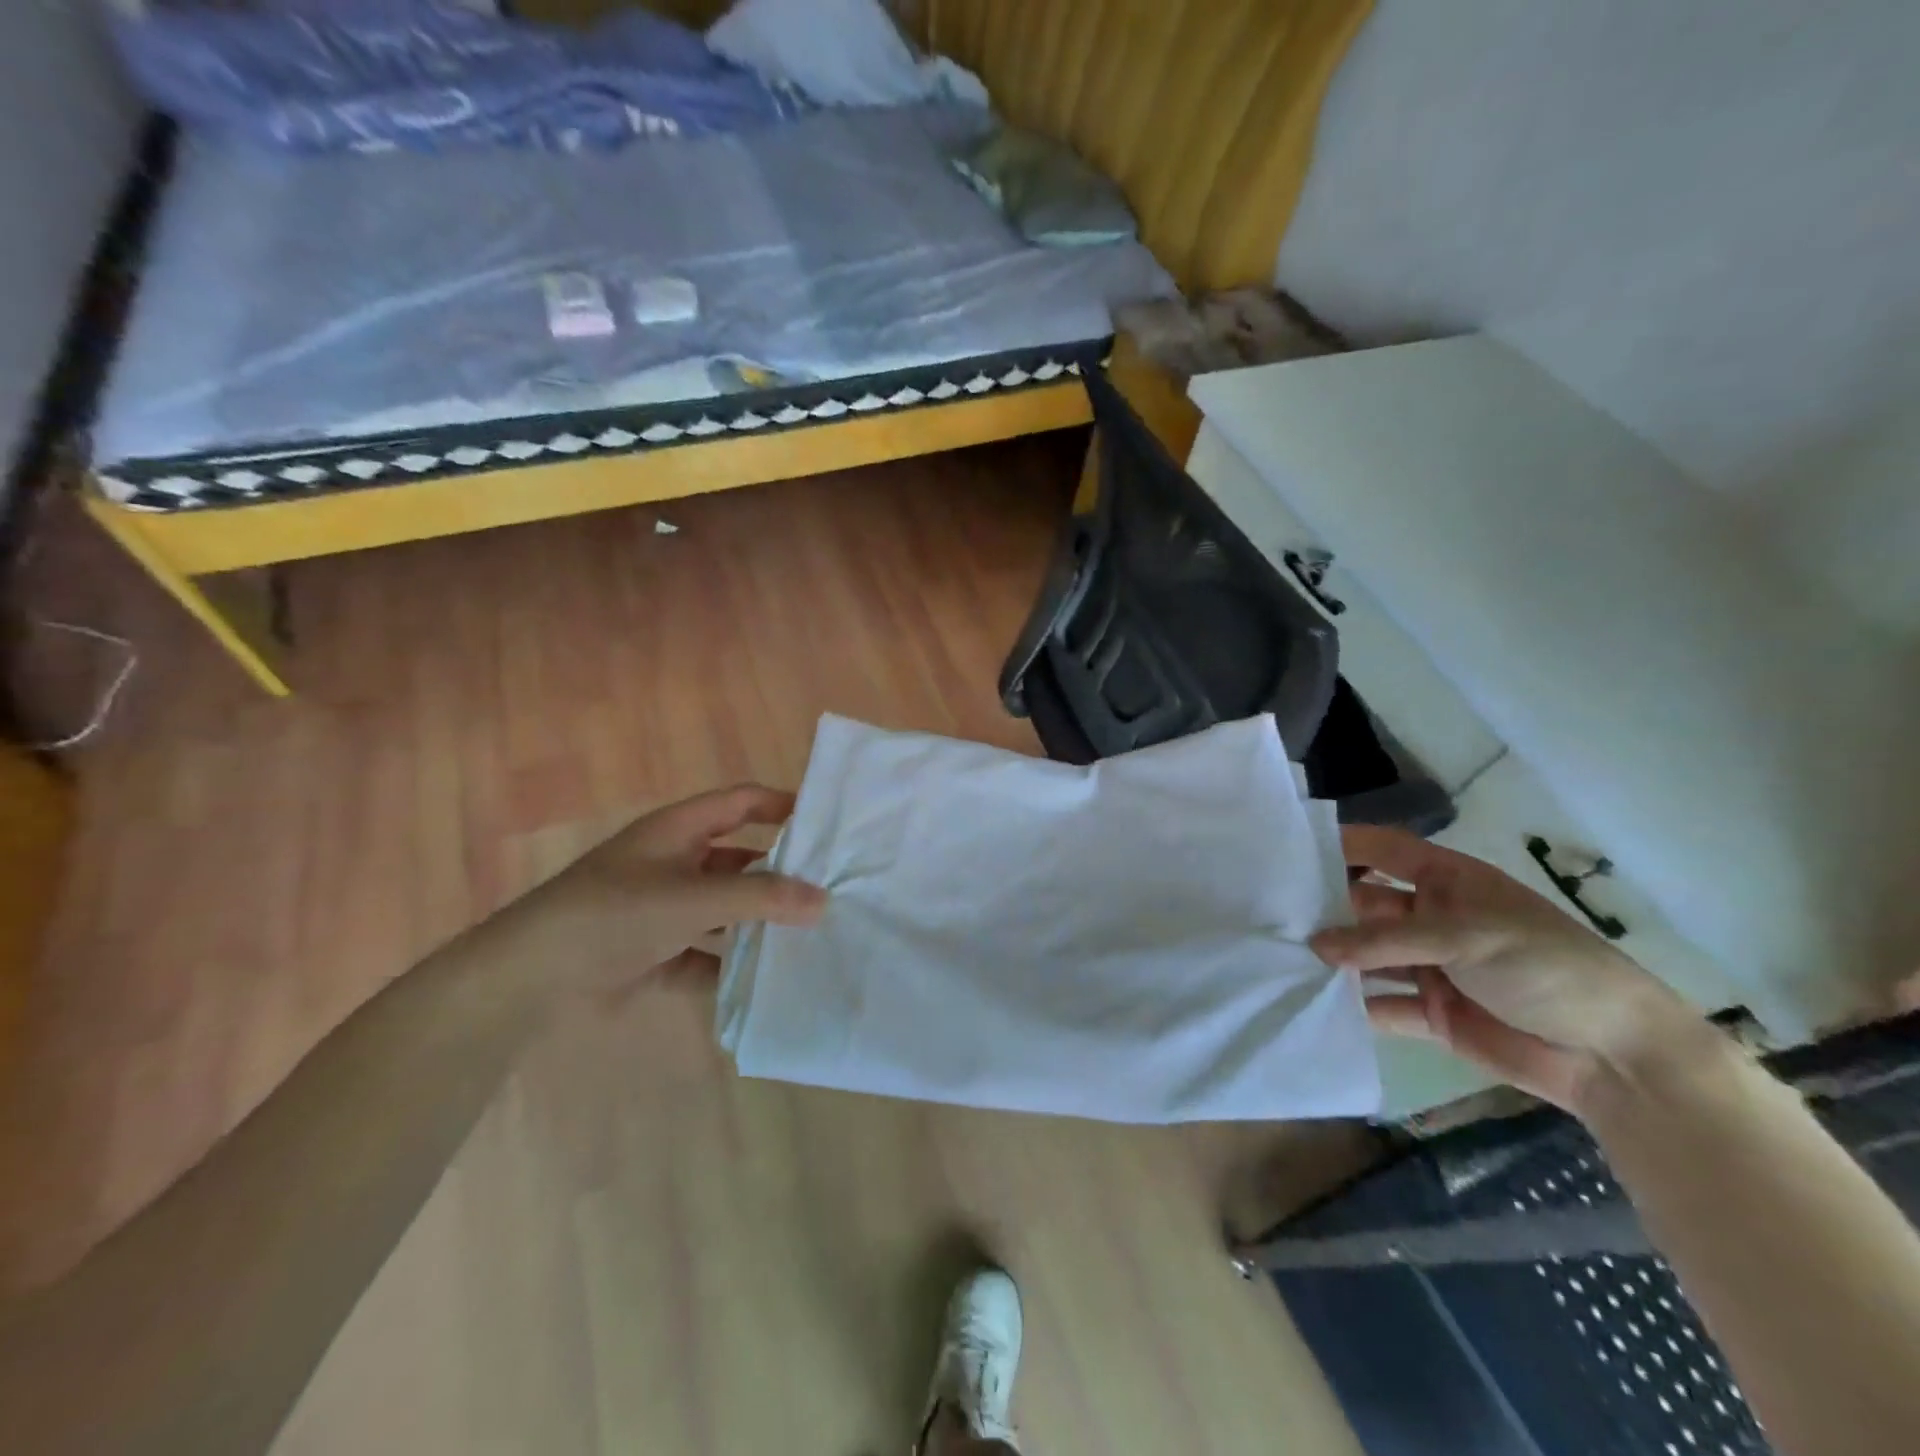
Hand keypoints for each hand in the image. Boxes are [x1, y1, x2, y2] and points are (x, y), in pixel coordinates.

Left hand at [517, 784, 826, 994]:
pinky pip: (705, 954)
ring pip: (724, 910)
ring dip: (757, 922)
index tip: (825, 823)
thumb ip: (761, 898)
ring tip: (808, 934)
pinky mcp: (654, 953)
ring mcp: (663, 910)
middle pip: (738, 859)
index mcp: (677, 831)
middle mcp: (673, 864)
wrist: (530, 978)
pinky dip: (728, 965)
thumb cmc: (614, 914)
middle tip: (828, 888)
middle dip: (778, 873)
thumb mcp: (693, 898)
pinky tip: (763, 980)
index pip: (740, 803)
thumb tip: (823, 899)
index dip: (780, 804)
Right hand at [1311, 825, 1699, 1112]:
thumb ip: (1385, 941)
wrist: (1616, 1057)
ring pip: (1367, 956)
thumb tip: (1314, 945)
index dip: (1342, 844)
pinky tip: (1312, 1002)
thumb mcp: (1466, 937)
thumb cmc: (1547, 967)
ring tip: (1277, 956)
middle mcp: (1432, 919)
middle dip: (1324, 907)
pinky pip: (1381, 1004)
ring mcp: (1431, 967)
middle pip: (1366, 904)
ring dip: (1333, 958)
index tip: (1287, 848)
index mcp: (1449, 883)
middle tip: (1269, 910)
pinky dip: (1352, 1005)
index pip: (1385, 851)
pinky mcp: (1432, 1013)